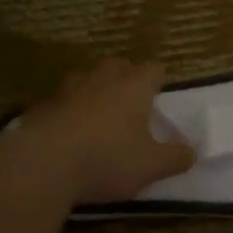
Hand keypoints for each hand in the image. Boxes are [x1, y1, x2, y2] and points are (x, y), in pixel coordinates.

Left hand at [13, 59, 195, 204]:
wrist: (41, 165)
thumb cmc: (107, 159)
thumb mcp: (151, 166)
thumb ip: (175, 158)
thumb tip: (192, 152)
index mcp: (134, 85)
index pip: (154, 69)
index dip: (159, 80)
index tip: (161, 95)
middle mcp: (102, 78)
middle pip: (118, 66)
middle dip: (126, 79)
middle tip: (131, 102)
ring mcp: (67, 89)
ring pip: (86, 79)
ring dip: (94, 91)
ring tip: (98, 115)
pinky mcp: (40, 106)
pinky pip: (60, 102)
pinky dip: (67, 111)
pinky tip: (67, 134)